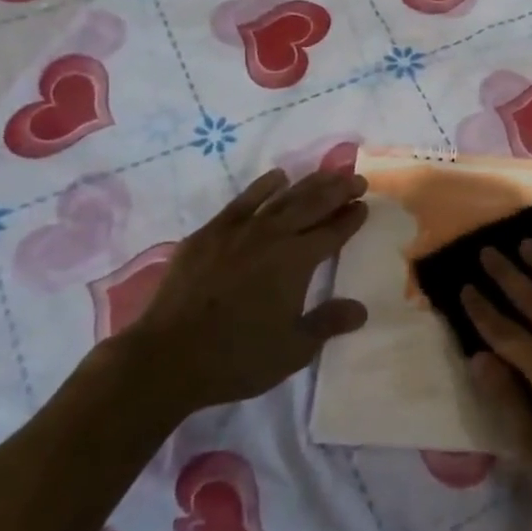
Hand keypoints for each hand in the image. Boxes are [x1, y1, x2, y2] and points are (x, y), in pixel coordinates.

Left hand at [123, 167, 369, 414]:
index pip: (332, 232)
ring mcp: (239, 231)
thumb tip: (361, 309)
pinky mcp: (210, 233)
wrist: (167, 357)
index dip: (351, 217)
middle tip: (357, 179)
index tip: (364, 204)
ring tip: (327, 173)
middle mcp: (273, 236)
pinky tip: (277, 177)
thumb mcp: (293, 349)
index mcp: (297, 261)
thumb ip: (328, 323)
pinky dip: (263, 187)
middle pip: (312, 205)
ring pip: (282, 198)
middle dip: (338, 190)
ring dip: (308, 184)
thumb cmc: (237, 357)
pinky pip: (243, 200)